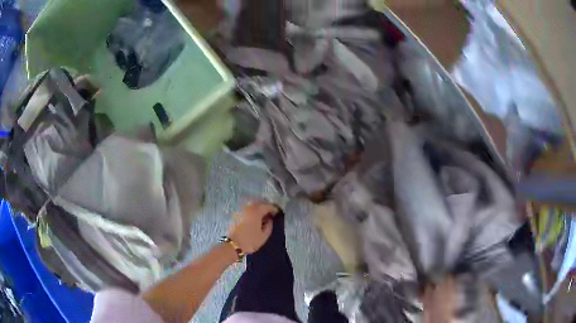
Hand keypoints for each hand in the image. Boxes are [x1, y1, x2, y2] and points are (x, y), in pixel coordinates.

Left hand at [228, 201, 278, 253]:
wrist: (233, 245)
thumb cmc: (250, 241)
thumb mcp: (264, 236)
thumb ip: (269, 226)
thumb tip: (270, 220)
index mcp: (256, 212)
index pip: (267, 206)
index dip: (274, 208)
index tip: (278, 211)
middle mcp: (248, 208)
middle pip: (259, 203)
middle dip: (265, 206)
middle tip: (271, 212)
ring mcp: (241, 210)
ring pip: (251, 205)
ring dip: (258, 208)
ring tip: (263, 215)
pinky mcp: (236, 215)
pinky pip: (246, 209)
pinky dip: (252, 211)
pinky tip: (254, 217)